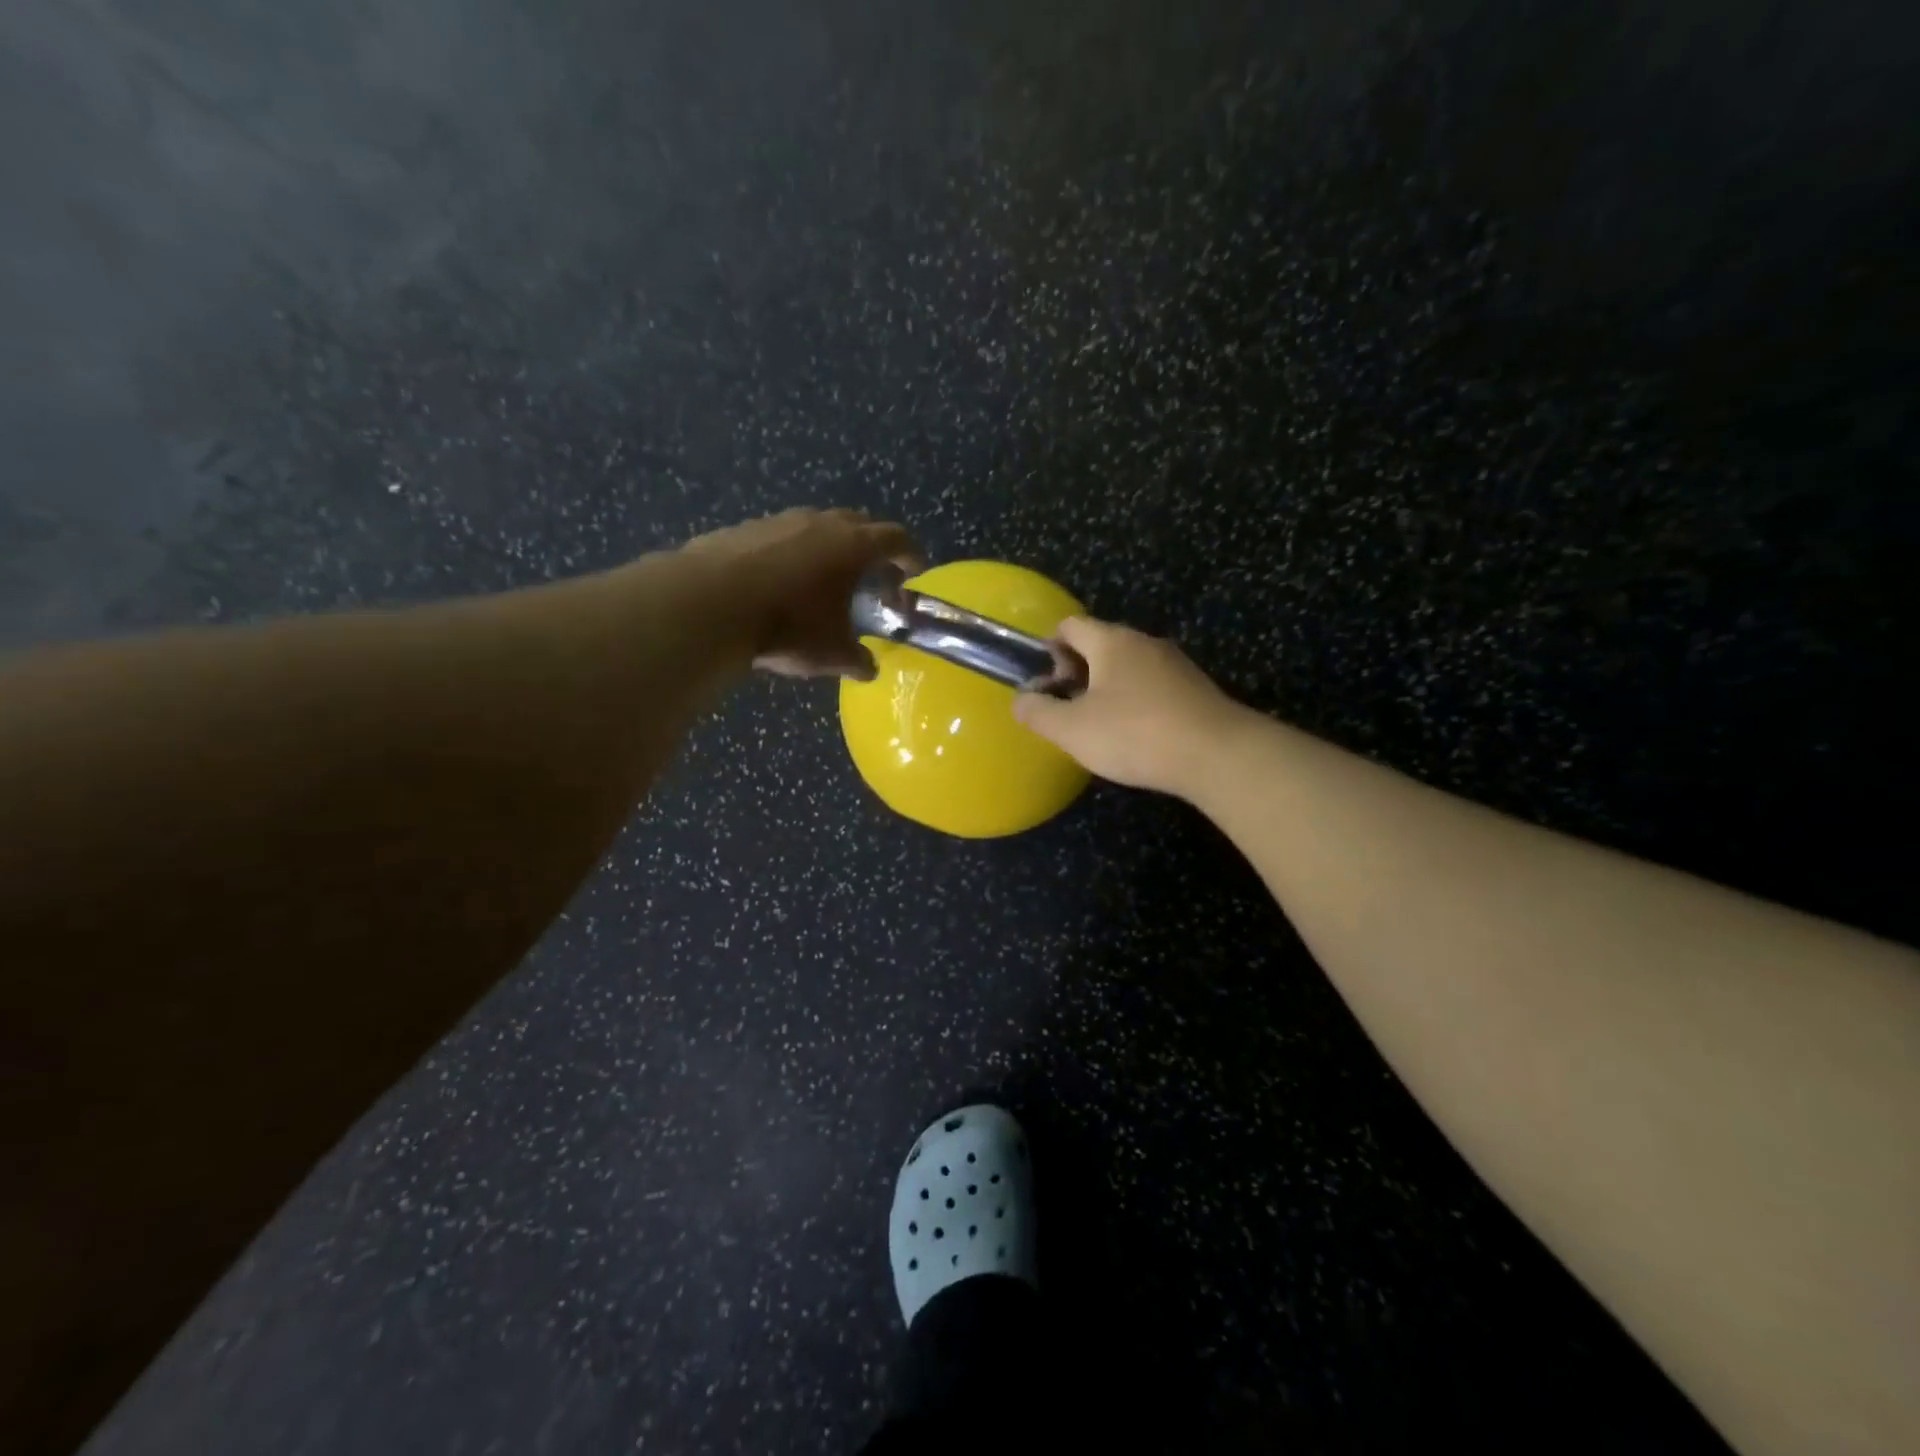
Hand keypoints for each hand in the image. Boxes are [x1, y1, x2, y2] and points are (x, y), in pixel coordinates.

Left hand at [680, 508, 921, 678]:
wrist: (710, 604)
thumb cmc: (787, 626)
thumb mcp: (831, 654)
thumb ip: (857, 659)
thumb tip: (868, 668)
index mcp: (853, 546)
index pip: (896, 539)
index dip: (910, 555)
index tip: (915, 571)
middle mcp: (820, 523)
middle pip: (859, 523)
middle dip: (871, 546)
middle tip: (872, 574)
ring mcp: (779, 521)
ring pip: (816, 525)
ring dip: (828, 547)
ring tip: (823, 578)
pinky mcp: (743, 528)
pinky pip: (780, 536)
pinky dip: (790, 553)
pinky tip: (778, 581)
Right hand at [1012, 616, 1245, 796]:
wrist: (1217, 755)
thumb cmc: (1135, 734)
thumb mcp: (1072, 729)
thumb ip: (1039, 713)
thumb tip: (1022, 700)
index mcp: (1111, 641)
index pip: (1070, 626)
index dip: (1049, 649)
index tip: (1044, 683)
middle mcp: (1144, 642)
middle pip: (1099, 645)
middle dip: (1076, 672)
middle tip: (1066, 708)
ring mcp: (1175, 664)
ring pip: (1127, 667)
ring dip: (1106, 689)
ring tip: (1097, 726)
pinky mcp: (1195, 689)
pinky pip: (1152, 686)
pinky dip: (1135, 702)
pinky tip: (1135, 735)